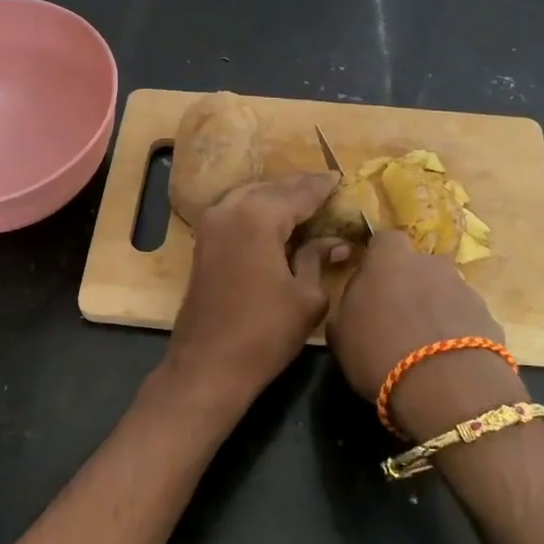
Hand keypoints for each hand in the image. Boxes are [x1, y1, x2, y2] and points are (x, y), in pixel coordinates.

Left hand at [162, 172, 351, 411]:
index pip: (299, 192)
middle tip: (325, 188)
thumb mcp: (306, 297)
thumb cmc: (265, 333)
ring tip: (303, 202)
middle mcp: (231, 210)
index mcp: (259, 217)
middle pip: (271, 189)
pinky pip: (235, 212)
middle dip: (298, 188)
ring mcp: (211, 225)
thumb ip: (319, 258)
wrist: (208, 365)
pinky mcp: (203, 243)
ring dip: (275, 197)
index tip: (341, 178)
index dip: (322, 186)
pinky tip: (274, 222)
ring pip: (249, 197)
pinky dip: (256, 210)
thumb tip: (337, 241)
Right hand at [327, 230, 516, 437]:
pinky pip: (466, 319)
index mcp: (390, 259)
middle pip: (419, 266)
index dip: (378, 259)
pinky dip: (457, 333)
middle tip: (397, 317)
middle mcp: (431, 264)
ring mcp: (465, 289)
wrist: (447, 387)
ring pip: (445, 292)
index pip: (384, 241)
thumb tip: (356, 303)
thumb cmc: (379, 352)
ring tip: (424, 346)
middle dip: (410, 285)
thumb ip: (347, 309)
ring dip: (435, 310)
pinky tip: (448, 362)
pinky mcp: (489, 318)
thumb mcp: (341, 335)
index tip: (370, 284)